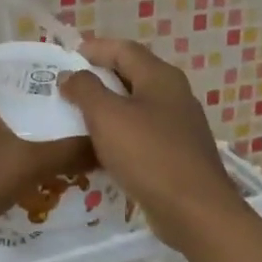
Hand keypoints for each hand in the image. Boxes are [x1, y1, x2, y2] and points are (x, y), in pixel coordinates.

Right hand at [57, 37, 245, 252]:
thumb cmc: (149, 155)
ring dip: (106, 107)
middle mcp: (173, 94)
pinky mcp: (177, 153)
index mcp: (160, 77)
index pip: (123, 49)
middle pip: (131, 74)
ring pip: (136, 105)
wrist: (195, 212)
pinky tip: (100, 149)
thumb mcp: (107, 116)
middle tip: (66, 88)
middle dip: (98, 78)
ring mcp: (178, 125)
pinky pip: (142, 132)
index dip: (93, 49)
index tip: (65, 58)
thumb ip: (85, 89)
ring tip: (76, 117)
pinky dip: (119, 133)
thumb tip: (71, 75)